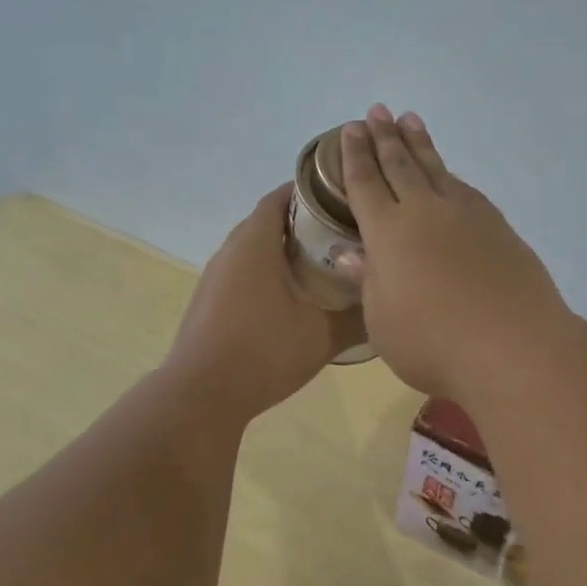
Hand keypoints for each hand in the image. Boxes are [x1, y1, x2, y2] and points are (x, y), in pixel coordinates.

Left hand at [164, 184, 365, 421]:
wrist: (201, 395)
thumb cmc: (264, 352)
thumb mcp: (322, 335)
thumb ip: (358, 316)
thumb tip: (386, 303)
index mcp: (255, 242)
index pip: (281, 196)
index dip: (312, 190)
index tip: (344, 197)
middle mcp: (230, 250)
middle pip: (269, 220)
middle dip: (304, 221)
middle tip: (343, 232)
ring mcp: (215, 277)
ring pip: (255, 248)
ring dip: (285, 249)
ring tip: (324, 263)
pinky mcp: (209, 301)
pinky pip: (244, 272)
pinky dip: (268, 272)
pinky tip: (292, 297)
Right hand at [336, 105, 575, 401]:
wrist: (513, 346)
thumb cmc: (433, 342)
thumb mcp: (383, 321)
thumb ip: (368, 281)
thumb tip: (351, 253)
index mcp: (388, 232)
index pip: (365, 184)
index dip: (356, 156)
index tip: (351, 129)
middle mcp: (425, 212)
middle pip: (400, 165)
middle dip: (385, 137)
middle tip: (377, 111)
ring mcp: (466, 215)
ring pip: (436, 169)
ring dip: (420, 144)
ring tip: (410, 121)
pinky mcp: (497, 226)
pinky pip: (464, 189)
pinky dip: (450, 174)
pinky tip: (449, 174)